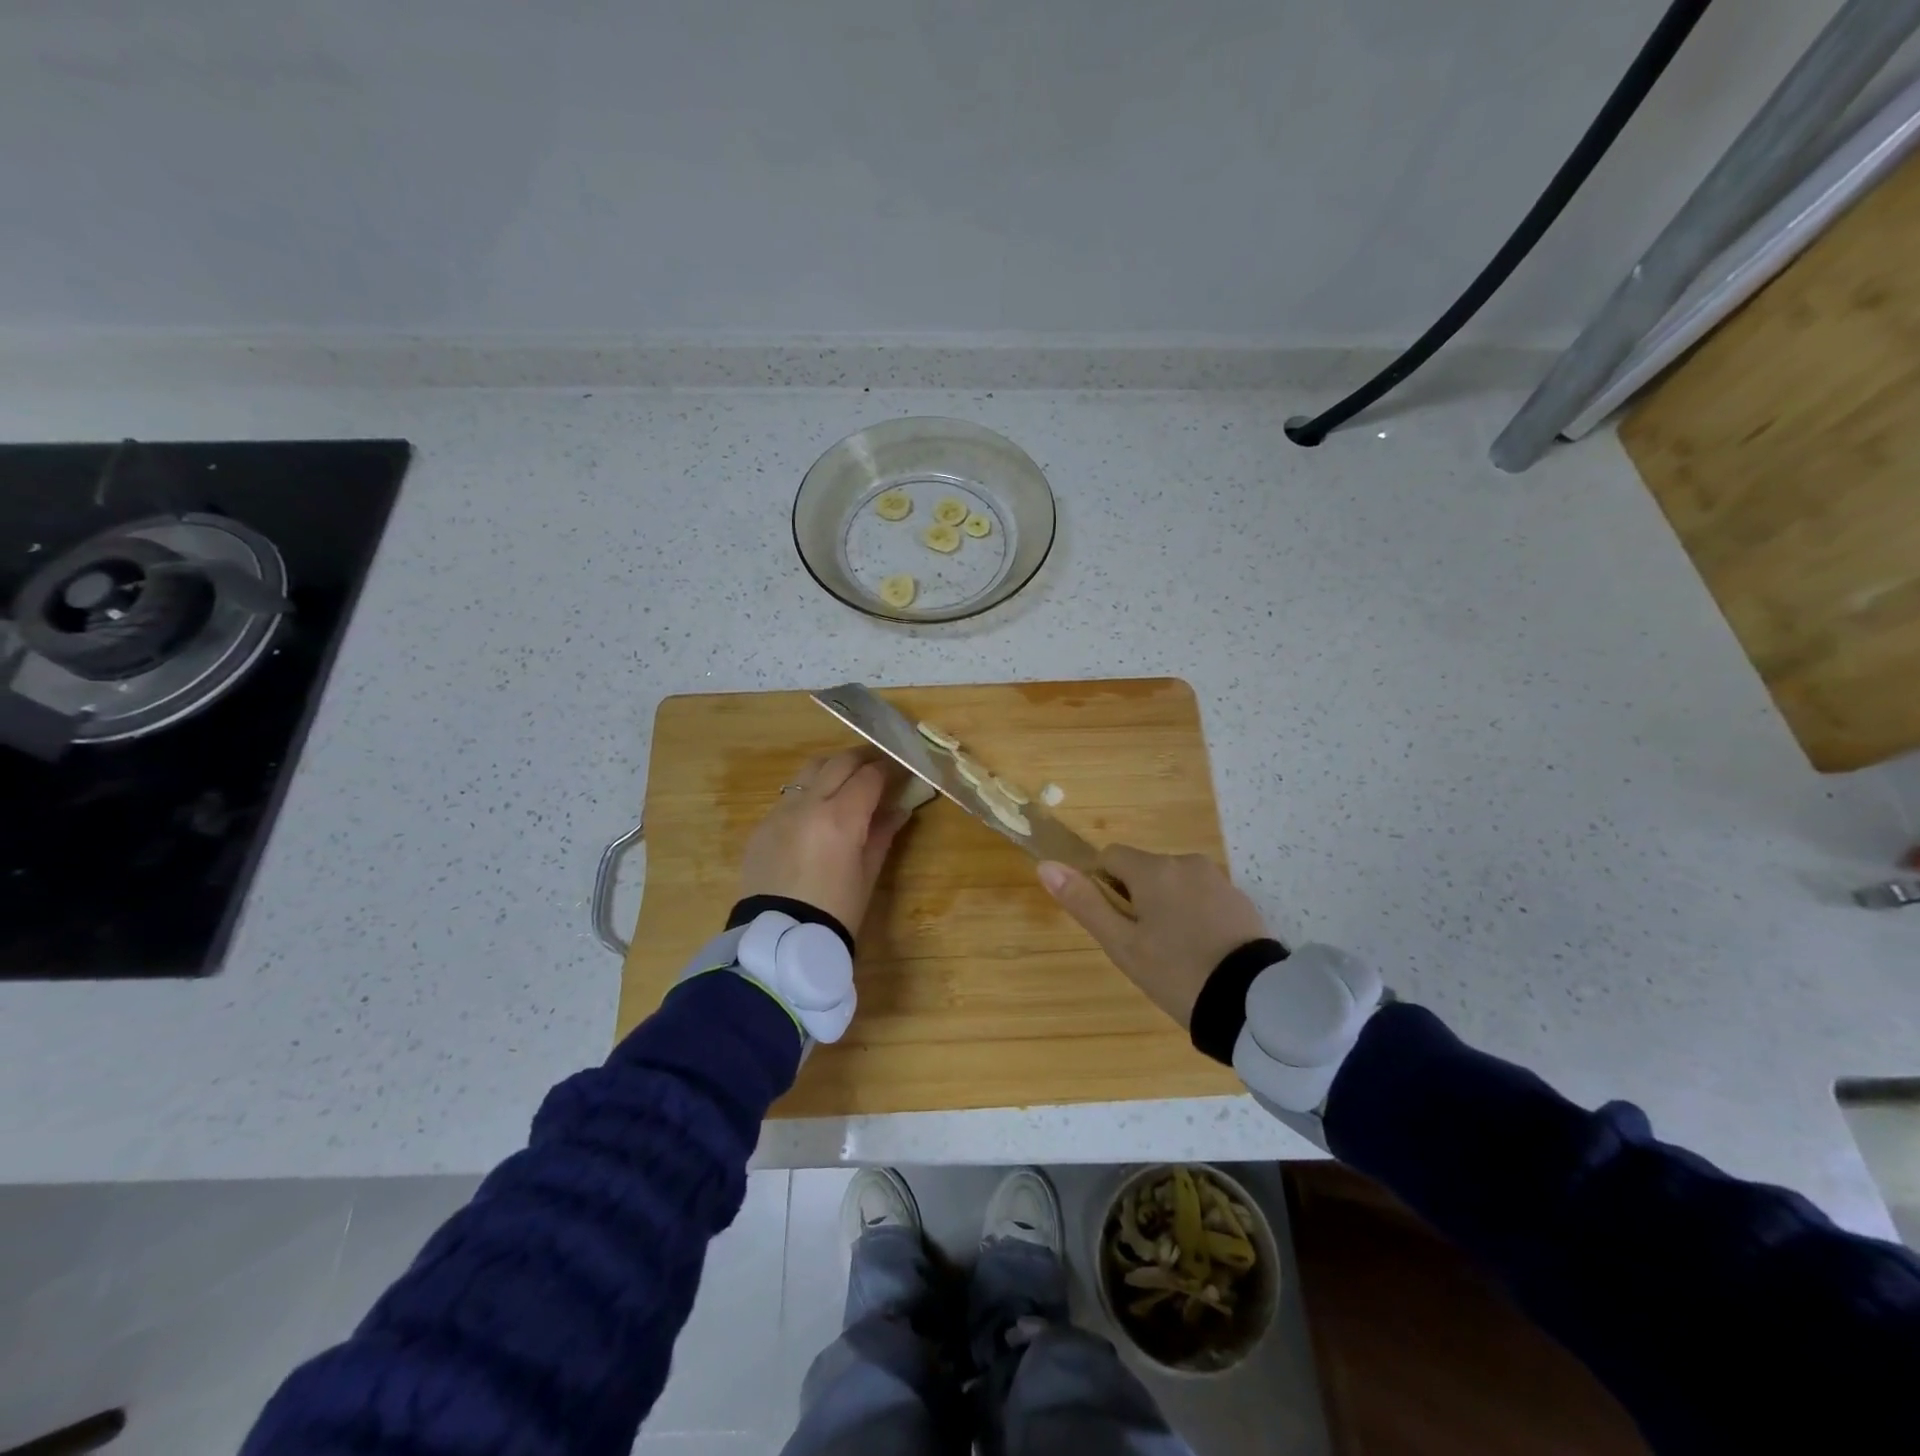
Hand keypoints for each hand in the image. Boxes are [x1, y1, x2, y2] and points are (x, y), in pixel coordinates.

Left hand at [739, 749, 909, 936]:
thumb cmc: (836, 912)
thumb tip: (899, 809)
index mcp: (840, 818)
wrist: (780, 940)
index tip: (902, 770)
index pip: (870, 776)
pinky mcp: (763, 824)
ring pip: (810, 770)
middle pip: (839, 762)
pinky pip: (791, 794)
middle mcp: (808, 804)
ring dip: (834, 768)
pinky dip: (811, 791)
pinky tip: (819, 809)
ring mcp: (781, 811)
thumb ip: (882, 833)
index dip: (890, 769)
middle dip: (863, 758)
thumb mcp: (868, 873)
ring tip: (849, 779)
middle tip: (880, 764)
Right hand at [1038, 847, 1270, 1027]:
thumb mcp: (1122, 945)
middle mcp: (1185, 862)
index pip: (1110, 857)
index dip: (1103, 886)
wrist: (1253, 1001)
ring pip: (1172, 883)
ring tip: (1174, 953)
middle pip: (1142, 870)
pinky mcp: (1238, 898)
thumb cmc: (1176, 973)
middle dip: (1135, 898)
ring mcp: (1216, 878)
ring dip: (1163, 905)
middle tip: (1143, 946)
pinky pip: (1200, 895)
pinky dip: (1192, 913)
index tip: (1115, 924)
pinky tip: (1200, 950)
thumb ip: (1084, 903)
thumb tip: (1046, 866)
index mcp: (1153, 869)